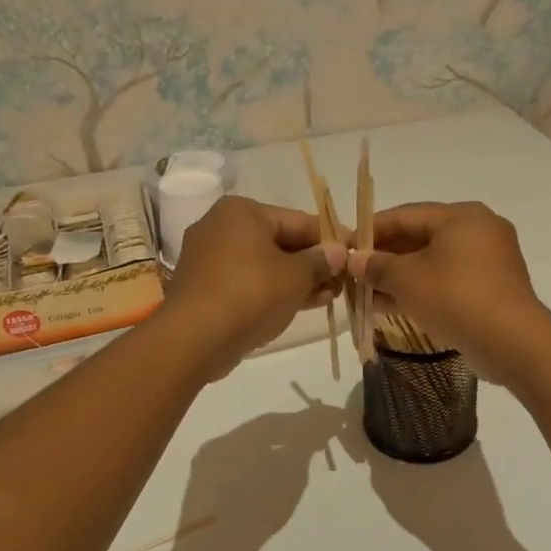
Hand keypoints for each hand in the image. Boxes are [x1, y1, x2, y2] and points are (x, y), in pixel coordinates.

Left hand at [161, 195, 345, 375]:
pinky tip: (301, 304)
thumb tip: (338, 252)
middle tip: (343, 280)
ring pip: (264, 264)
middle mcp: (221, 227)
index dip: (331, 238)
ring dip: (297, 279)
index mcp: (242, 212)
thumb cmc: (250, 294)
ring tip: (330, 295)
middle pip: (280, 241)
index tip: (355, 253)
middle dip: (313, 262)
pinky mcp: (204, 287)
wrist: (195, 338)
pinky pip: (248, 282)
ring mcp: (209, 258)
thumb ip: (320, 261)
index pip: (298, 220)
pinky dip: (273, 290)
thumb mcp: (295, 276)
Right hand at [349, 201, 550, 383]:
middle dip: (385, 256)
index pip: (406, 214)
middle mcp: (478, 231)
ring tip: (365, 292)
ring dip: (399, 276)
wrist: (511, 342)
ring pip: (432, 262)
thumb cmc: (455, 297)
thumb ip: (377, 266)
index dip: (372, 229)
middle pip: (420, 237)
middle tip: (354, 272)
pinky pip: (447, 281)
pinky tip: (390, 306)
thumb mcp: (406, 279)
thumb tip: (355, 261)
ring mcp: (488, 261)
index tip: (345, 246)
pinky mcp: (490, 289)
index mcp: (461, 216)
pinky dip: (420, 289)